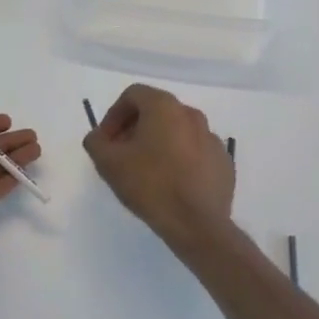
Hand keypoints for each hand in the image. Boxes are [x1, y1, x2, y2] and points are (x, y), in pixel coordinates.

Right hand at [83, 85, 233, 245]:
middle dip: (134, 128)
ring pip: (177, 131)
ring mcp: (211, 138)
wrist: (197, 223)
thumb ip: (96, 142)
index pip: (133, 95)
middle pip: (156, 111)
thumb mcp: (108, 163)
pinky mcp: (223, 161)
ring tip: (146, 171)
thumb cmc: (150, 185)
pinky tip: (171, 183)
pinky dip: (180, 159)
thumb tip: (99, 137)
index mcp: (165, 107)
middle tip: (122, 154)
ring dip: (158, 143)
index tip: (106, 141)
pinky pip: (195, 152)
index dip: (113, 115)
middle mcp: (191, 114)